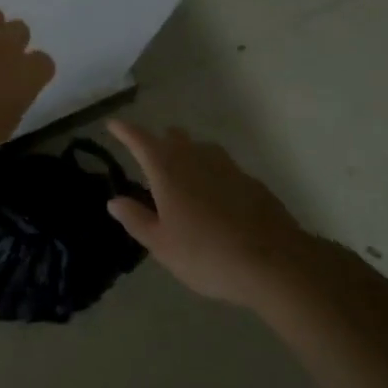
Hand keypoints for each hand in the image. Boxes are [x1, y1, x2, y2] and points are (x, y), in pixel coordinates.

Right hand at [106, 119, 310, 305]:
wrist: (274, 263)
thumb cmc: (206, 255)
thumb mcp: (161, 245)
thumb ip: (136, 219)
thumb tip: (114, 201)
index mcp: (167, 170)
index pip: (140, 140)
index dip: (125, 131)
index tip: (113, 124)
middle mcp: (195, 158)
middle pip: (174, 137)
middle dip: (159, 141)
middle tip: (150, 157)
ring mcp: (227, 167)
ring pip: (201, 148)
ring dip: (188, 153)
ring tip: (183, 175)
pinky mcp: (251, 181)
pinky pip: (224, 167)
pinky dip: (212, 173)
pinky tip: (216, 197)